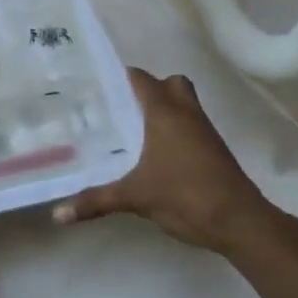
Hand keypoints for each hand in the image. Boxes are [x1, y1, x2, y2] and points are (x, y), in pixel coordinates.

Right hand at [51, 68, 291, 256]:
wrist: (239, 221)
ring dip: (163, 109)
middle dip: (148, 89)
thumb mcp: (134, 198)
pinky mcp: (214, 149)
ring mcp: (204, 131)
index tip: (95, 83)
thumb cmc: (185, 196)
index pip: (140, 79)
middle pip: (170, 83)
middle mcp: (186, 113)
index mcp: (165, 113)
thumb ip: (95, 201)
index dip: (119, 76)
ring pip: (184, 104)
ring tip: (131, 128)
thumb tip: (58, 215)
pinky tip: (154, 153)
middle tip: (119, 105)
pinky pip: (191, 125)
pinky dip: (174, 129)